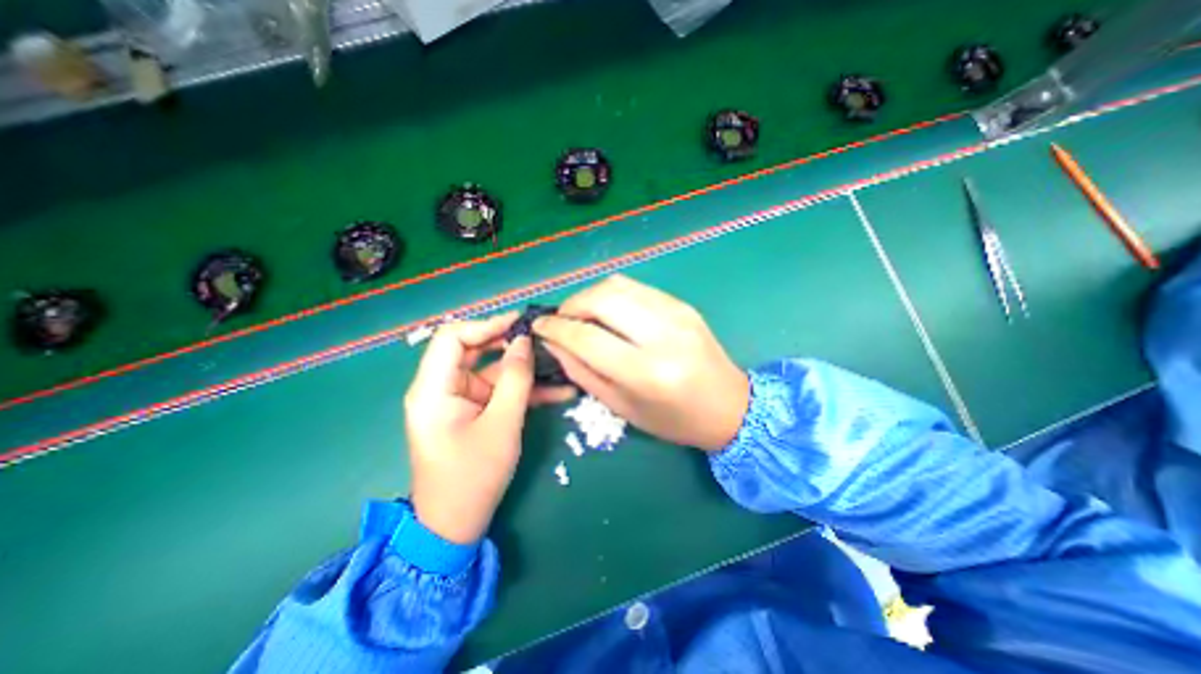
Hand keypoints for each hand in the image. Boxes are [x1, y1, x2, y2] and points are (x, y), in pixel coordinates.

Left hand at [403, 314, 571, 544]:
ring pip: (492, 370)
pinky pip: (498, 391)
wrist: (457, 525)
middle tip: (544, 342)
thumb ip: (515, 379)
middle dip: (511, 345)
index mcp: (433, 389)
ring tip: (560, 364)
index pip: (452, 337)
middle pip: (474, 350)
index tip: (521, 325)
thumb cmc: (473, 477)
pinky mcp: (473, 411)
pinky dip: (523, 390)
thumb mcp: (502, 424)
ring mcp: (459, 400)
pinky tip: (557, 391)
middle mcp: (441, 388)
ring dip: (525, 370)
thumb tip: (525, 342)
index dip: (486, 325)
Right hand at [531, 273, 747, 451]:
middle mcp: (662, 335)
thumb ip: (584, 373)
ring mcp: (676, 313)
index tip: (538, 327)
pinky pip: (637, 287)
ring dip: (590, 295)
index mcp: (646, 372)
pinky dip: (613, 294)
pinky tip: (608, 311)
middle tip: (560, 320)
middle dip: (571, 305)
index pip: (587, 337)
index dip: (556, 329)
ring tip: (581, 314)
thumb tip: (555, 344)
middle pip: (601, 300)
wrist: (729, 406)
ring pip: (617, 285)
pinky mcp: (682, 304)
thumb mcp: (622, 408)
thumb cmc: (674, 420)